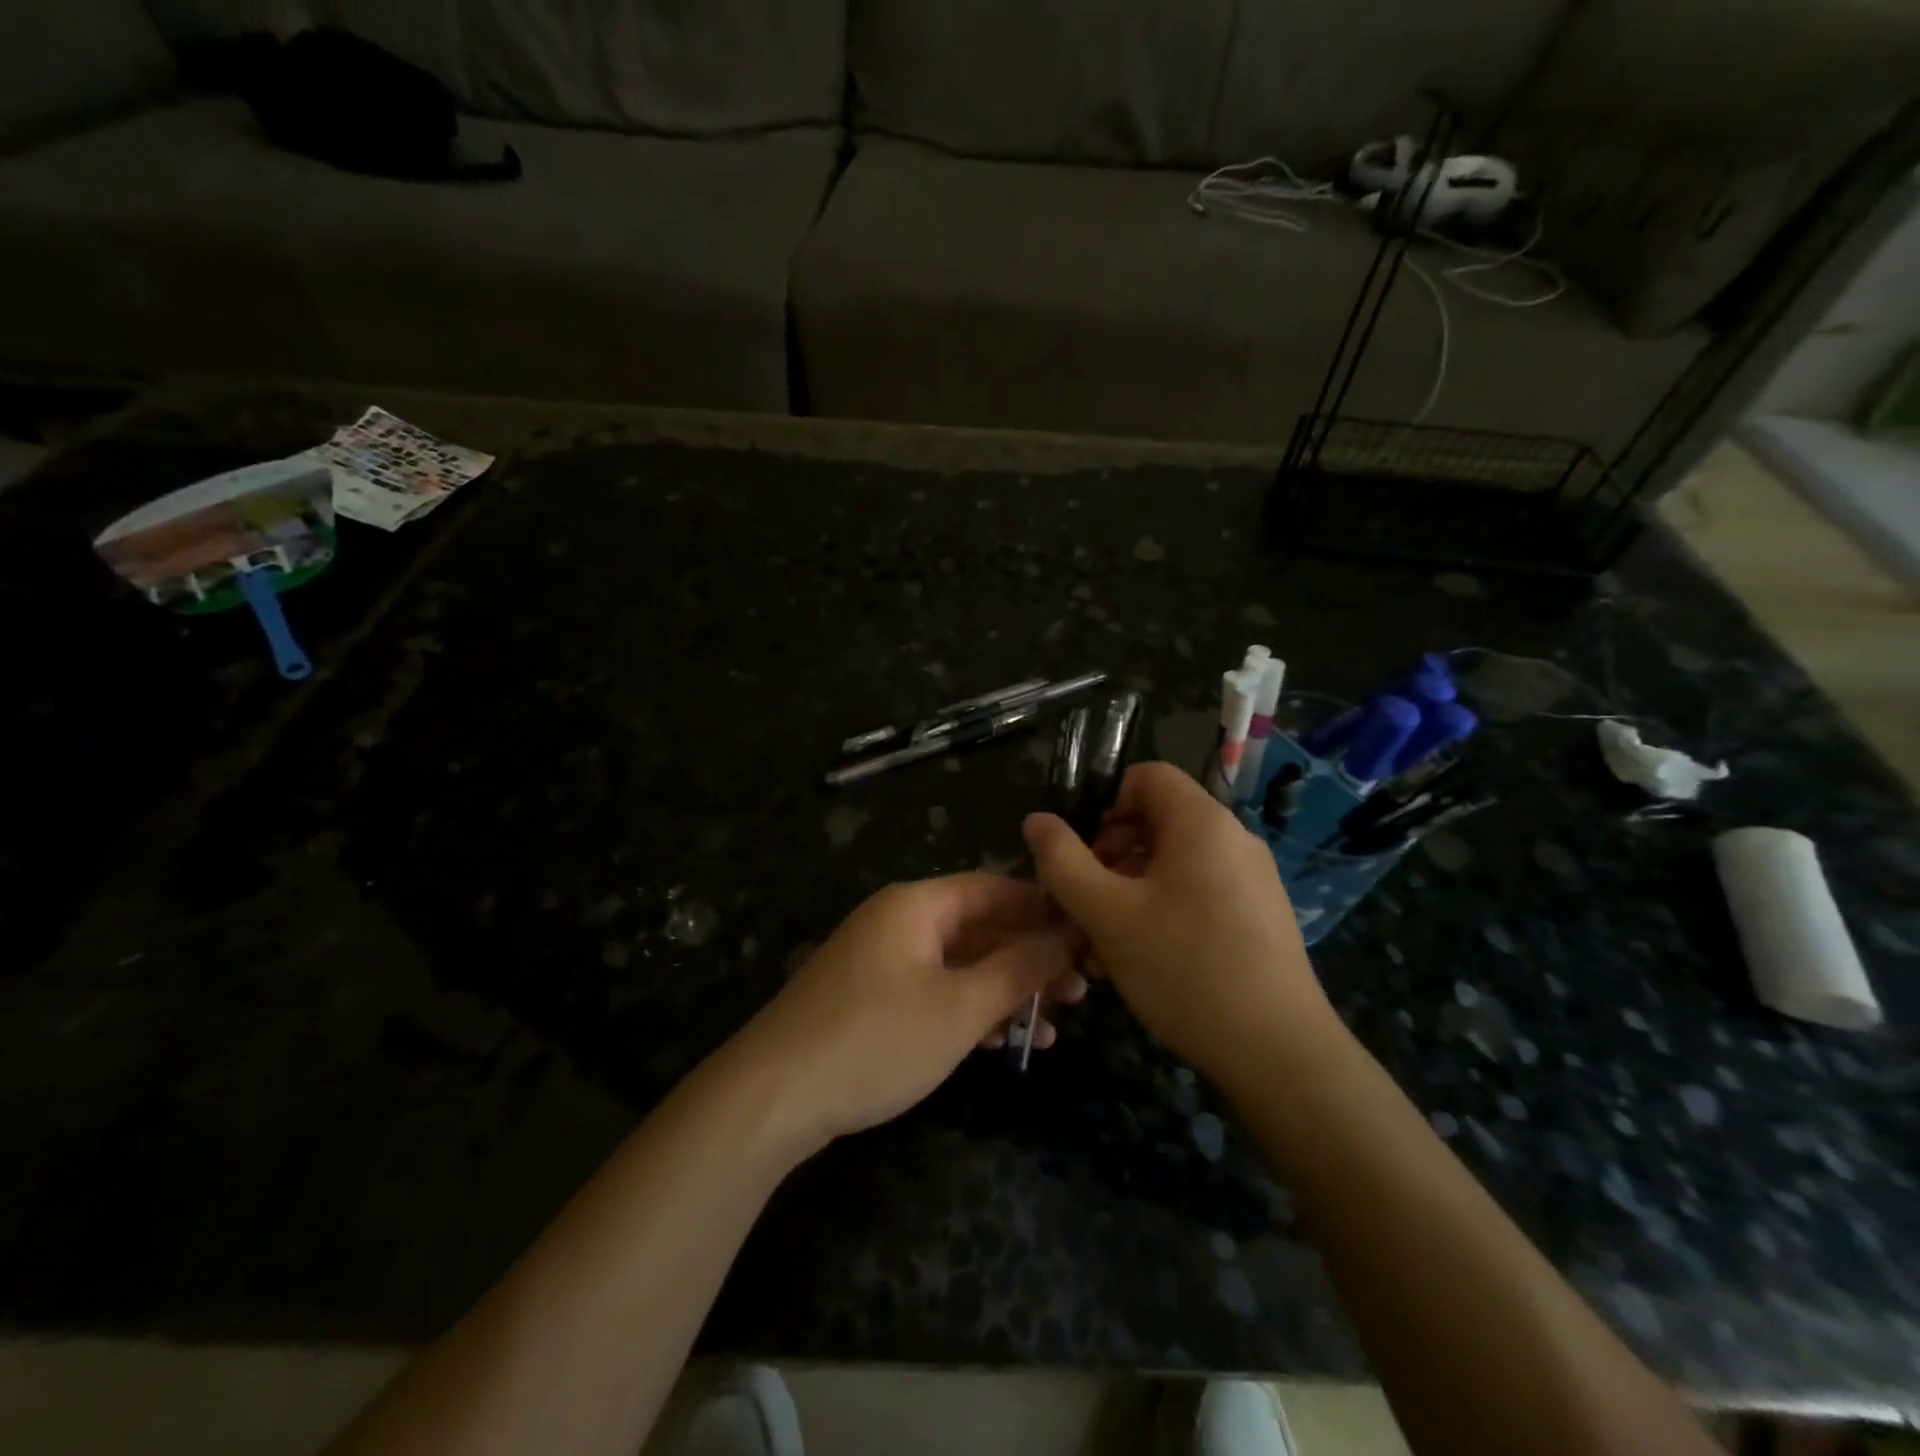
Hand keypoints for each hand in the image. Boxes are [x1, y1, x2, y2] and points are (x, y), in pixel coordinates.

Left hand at [734, 874, 1084, 1149]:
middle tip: (1080, 993)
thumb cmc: (876, 1040)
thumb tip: (1066, 934)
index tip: (1087, 938)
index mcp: (918, 905)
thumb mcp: (959, 1006)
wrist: (771, 1097)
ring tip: (1052, 1027)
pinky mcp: (871, 998)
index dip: (1044, 910)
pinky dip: (969, 1010)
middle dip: (1029, 959)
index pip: (995, 889)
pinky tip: (1002, 1042)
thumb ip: (1018, 968)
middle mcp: (899, 921)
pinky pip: (934, 990)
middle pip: (980, 927)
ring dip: (1004, 991)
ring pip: (960, 964)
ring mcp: (882, 960)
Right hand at [1022, 762, 1340, 1086]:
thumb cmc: (1185, 969)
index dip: (1104, 804)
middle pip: (1157, 821)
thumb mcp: (1107, 914)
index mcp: (1202, 822)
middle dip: (1109, 856)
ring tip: (1103, 945)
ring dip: (1128, 891)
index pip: (1146, 776)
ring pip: (1172, 864)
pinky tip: (1142, 960)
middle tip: (1085, 904)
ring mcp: (1251, 880)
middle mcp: (1233, 839)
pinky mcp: (1258, 917)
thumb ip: (1063, 861)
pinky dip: (1161, 912)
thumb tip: (1036, 821)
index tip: (1082, 854)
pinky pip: (1197, 894)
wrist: (1279, 1054)